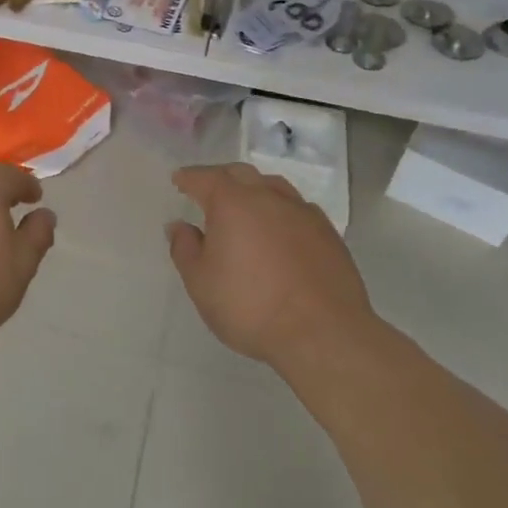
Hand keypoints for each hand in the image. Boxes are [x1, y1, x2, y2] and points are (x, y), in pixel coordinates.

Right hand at [166, 164, 377, 367]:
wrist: (323, 334)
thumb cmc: (250, 306)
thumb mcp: (201, 283)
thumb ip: (185, 249)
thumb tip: (179, 226)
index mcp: (232, 202)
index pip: (205, 178)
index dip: (189, 178)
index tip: (179, 180)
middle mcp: (268, 197)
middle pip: (241, 174)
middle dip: (221, 178)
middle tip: (209, 191)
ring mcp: (303, 212)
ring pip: (273, 186)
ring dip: (254, 190)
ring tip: (246, 206)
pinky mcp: (328, 233)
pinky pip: (298, 208)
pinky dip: (281, 211)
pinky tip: (280, 230)